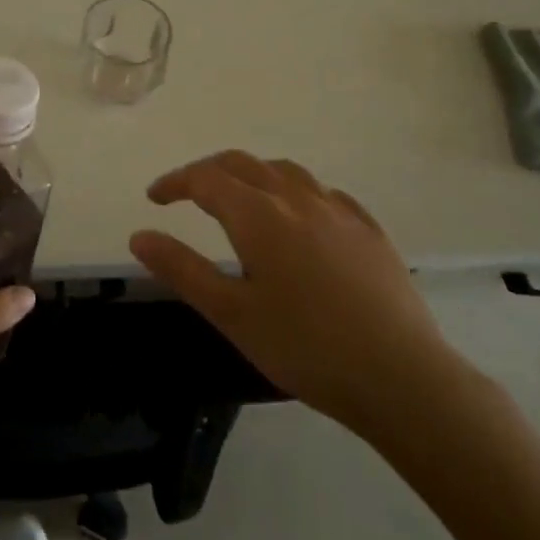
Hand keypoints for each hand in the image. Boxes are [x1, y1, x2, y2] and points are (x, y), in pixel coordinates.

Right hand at [130, 150, 464, 445]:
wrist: (400, 376)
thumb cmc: (304, 347)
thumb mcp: (231, 314)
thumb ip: (182, 269)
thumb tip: (139, 235)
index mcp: (258, 215)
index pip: (205, 179)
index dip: (175, 183)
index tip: (155, 198)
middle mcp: (296, 198)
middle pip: (243, 164)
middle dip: (208, 172)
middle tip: (187, 194)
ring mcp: (338, 210)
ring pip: (285, 171)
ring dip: (252, 174)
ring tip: (240, 198)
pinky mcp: (369, 229)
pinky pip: (324, 192)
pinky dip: (296, 191)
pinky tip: (301, 217)